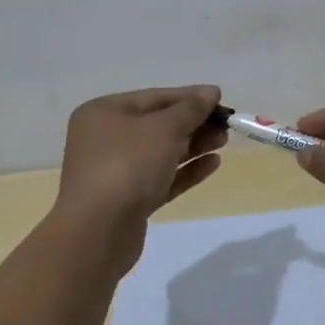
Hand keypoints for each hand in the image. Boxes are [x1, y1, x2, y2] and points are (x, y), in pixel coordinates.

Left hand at [53, 85, 226, 269]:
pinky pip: (161, 178)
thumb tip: (210, 92)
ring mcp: (115, 172)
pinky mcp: (128, 201)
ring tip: (224, 141)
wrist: (97, 232)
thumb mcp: (163, 129)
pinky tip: (212, 164)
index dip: (189, 96)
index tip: (220, 98)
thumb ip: (190, 109)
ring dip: (193, 145)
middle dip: (193, 123)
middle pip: (158, 125)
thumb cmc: (127, 165)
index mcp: (104, 113)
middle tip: (226, 124)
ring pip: (161, 152)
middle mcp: (105, 139)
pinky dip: (186, 170)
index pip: (153, 98)